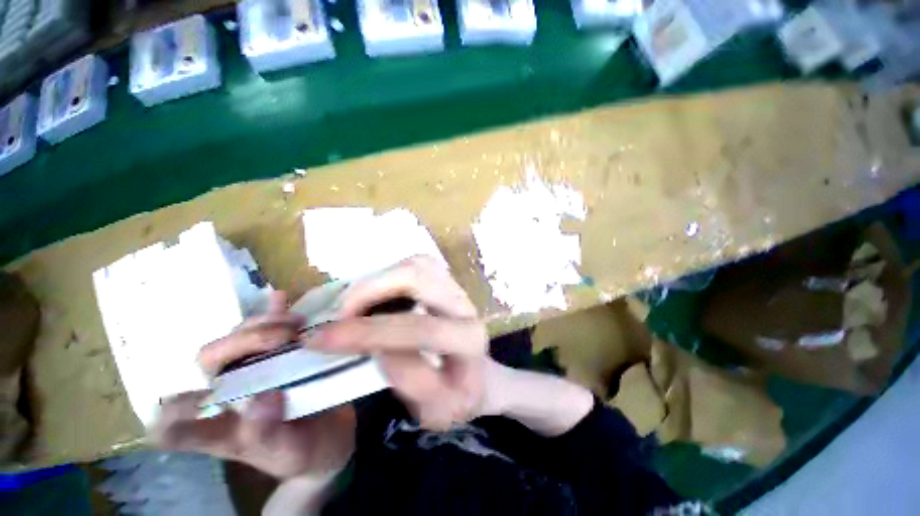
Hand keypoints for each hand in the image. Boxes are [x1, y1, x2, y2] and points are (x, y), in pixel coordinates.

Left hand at [152, 292, 355, 479]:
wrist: (329, 432)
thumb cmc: (306, 451)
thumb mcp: (290, 451)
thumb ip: (269, 433)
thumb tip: (262, 396)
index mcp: (221, 428)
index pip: (174, 425)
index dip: (171, 415)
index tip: (191, 403)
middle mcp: (228, 395)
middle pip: (211, 358)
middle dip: (244, 341)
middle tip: (286, 337)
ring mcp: (252, 370)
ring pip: (238, 337)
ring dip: (263, 323)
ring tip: (297, 323)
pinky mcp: (276, 355)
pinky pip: (269, 327)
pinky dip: (273, 311)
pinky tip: (281, 297)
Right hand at [307, 256, 494, 430]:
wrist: (475, 374)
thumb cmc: (455, 396)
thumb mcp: (435, 409)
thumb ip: (410, 379)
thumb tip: (377, 345)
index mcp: (469, 341)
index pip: (421, 329)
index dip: (369, 332)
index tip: (319, 339)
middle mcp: (465, 306)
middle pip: (418, 278)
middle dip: (369, 290)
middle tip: (336, 314)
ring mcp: (456, 288)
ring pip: (415, 264)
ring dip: (376, 279)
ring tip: (349, 305)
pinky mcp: (445, 280)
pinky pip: (414, 264)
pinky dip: (386, 273)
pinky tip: (369, 295)